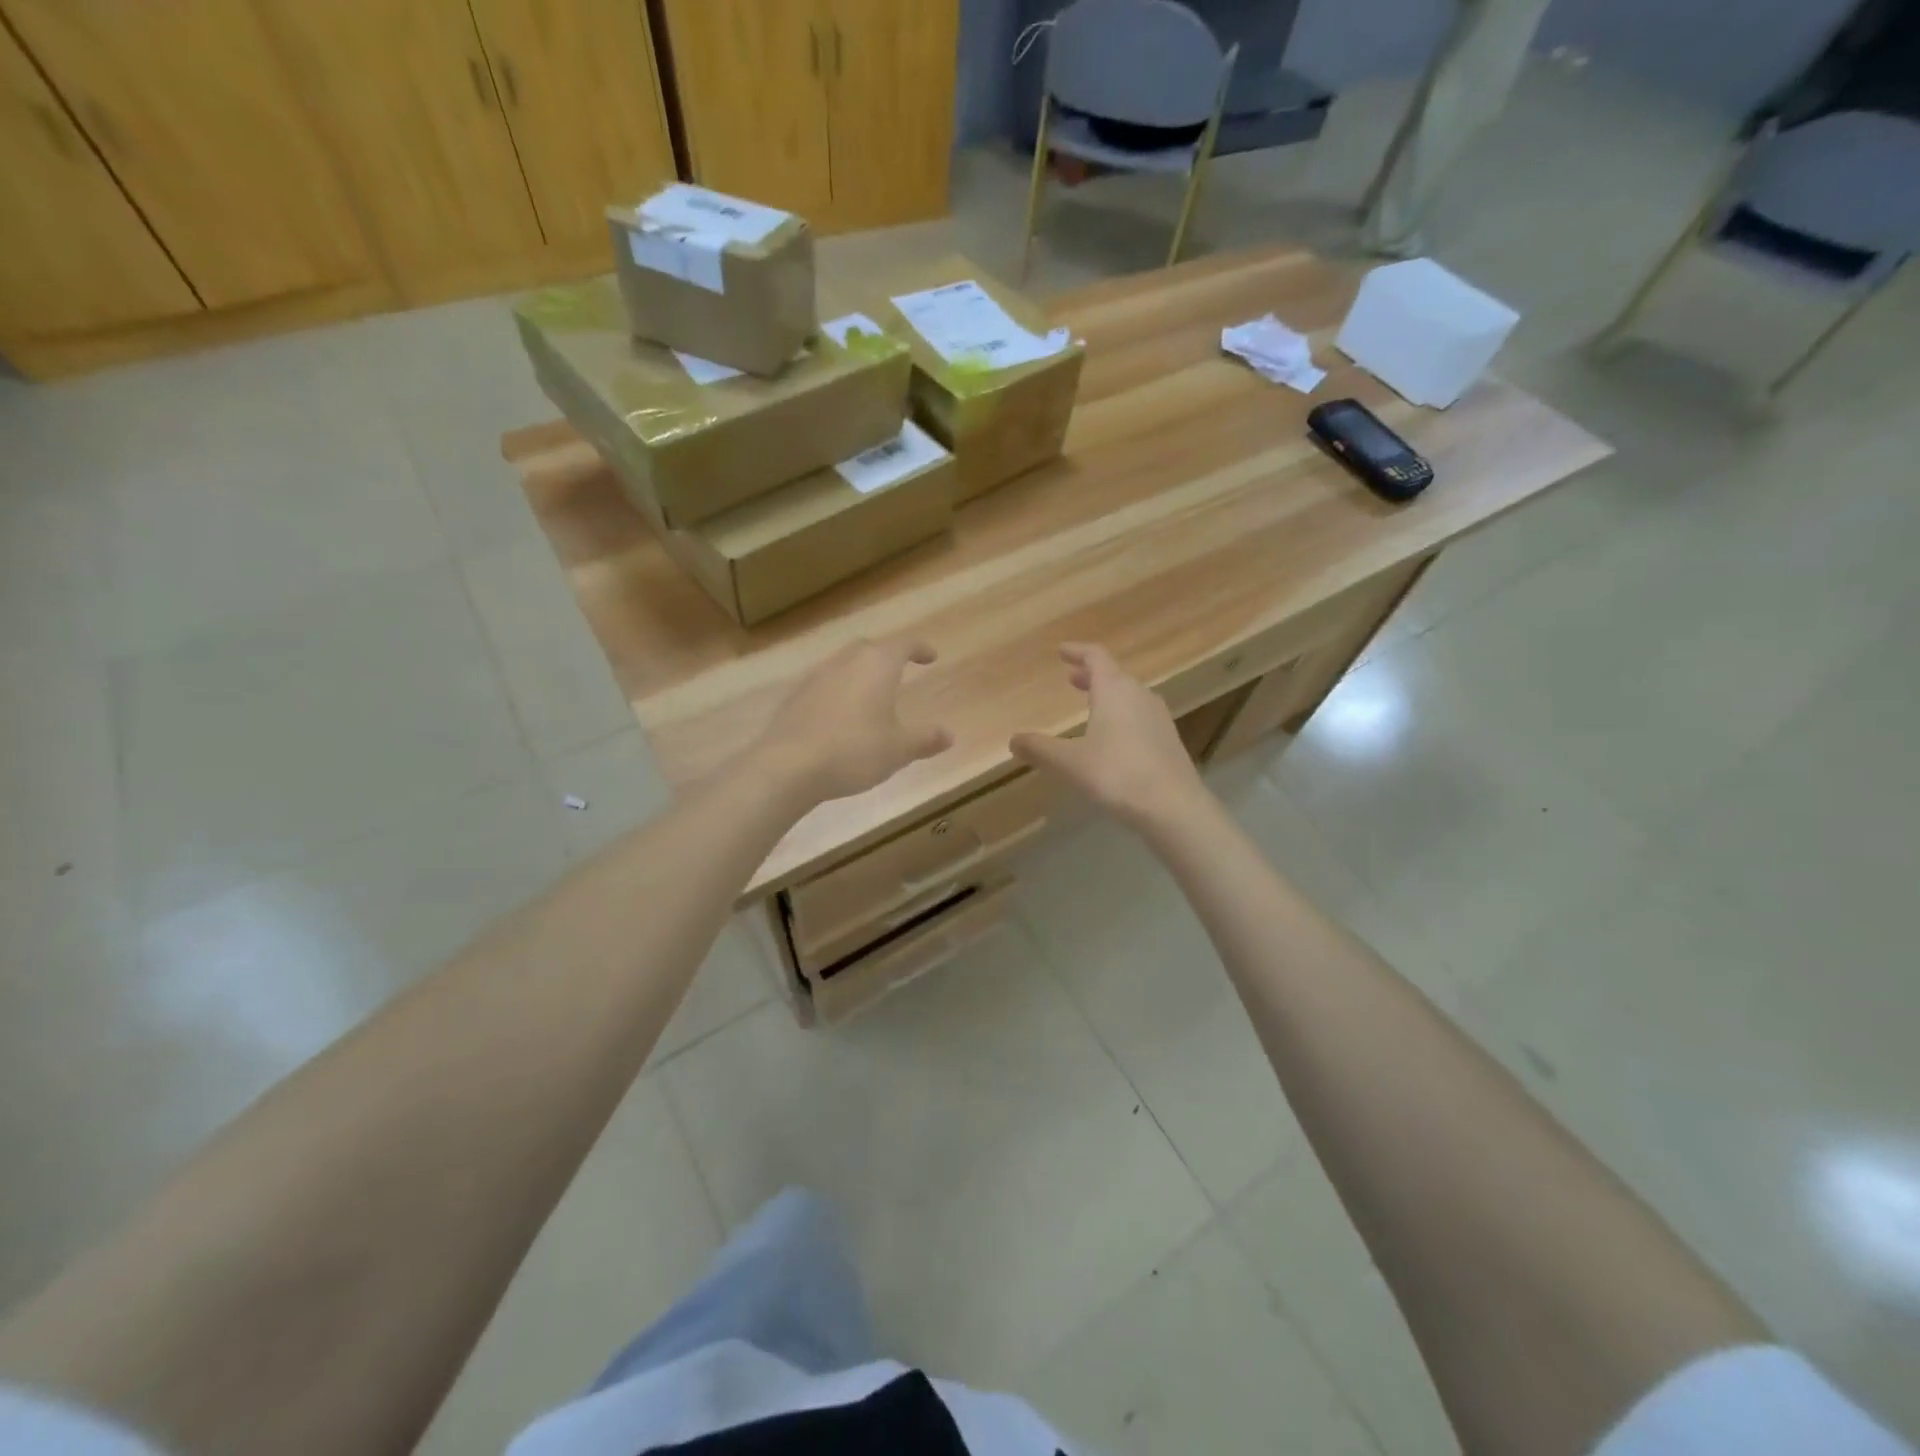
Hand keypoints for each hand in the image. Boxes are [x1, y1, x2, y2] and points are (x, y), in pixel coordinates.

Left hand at [755, 636, 953, 804]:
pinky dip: (840, 692)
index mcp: (877, 665)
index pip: (904, 644)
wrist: (788, 766)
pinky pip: (826, 685)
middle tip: (900, 669)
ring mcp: (817, 676)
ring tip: (872, 695)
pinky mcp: (796, 696)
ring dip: (861, 673)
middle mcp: (846, 661)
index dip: (920, 648)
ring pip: (845, 664)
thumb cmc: (854, 751)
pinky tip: (842, 716)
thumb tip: (948, 735)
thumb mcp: (898, 749)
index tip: (930, 656)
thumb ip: (925, 739)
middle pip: (870, 648)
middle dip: (887, 655)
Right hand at [1011, 643, 1209, 830]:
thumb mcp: (1070, 762)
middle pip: (1114, 675)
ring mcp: (1158, 717)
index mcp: (1114, 689)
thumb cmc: (1117, 774)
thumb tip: (1013, 740)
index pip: (1096, 657)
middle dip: (1091, 675)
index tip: (1062, 650)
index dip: (1077, 651)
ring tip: (1091, 706)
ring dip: (1108, 695)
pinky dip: (1122, 715)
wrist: (1173, 806)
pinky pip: (1140, 716)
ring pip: (1129, 696)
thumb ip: (1040, 749)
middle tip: (1071, 678)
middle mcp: (1139, 695)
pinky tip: (1114, 737)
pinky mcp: (1168, 740)